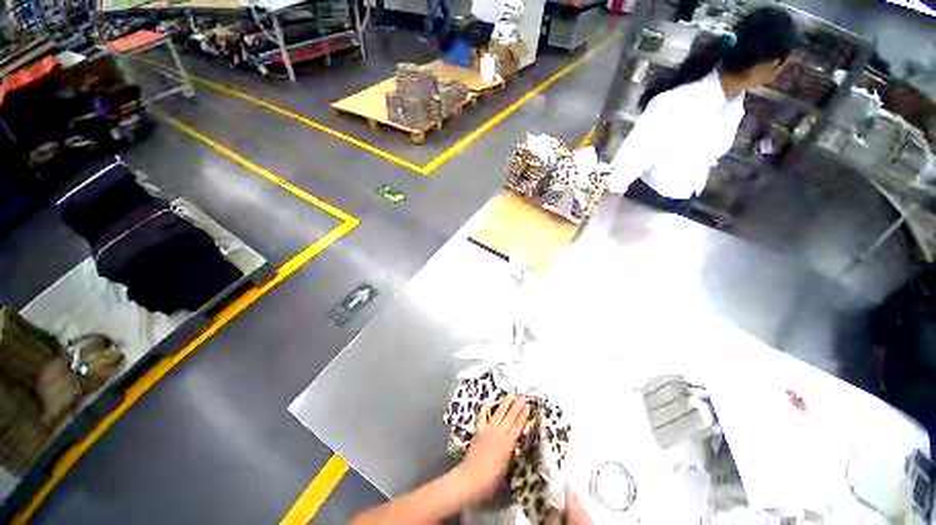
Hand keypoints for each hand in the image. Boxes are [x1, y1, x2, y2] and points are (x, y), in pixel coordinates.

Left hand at [455, 393, 529, 501]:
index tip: (528, 405)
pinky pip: (482, 416)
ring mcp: (488, 430)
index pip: (518, 425)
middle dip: (517, 405)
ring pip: (499, 413)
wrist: (471, 478)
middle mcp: (499, 433)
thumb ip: (510, 453)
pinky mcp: (478, 430)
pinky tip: (488, 400)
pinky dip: (485, 408)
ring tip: (512, 394)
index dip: (523, 414)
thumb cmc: (491, 480)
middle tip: (523, 395)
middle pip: (510, 416)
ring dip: (506, 403)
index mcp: (508, 443)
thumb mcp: (506, 468)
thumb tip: (513, 444)